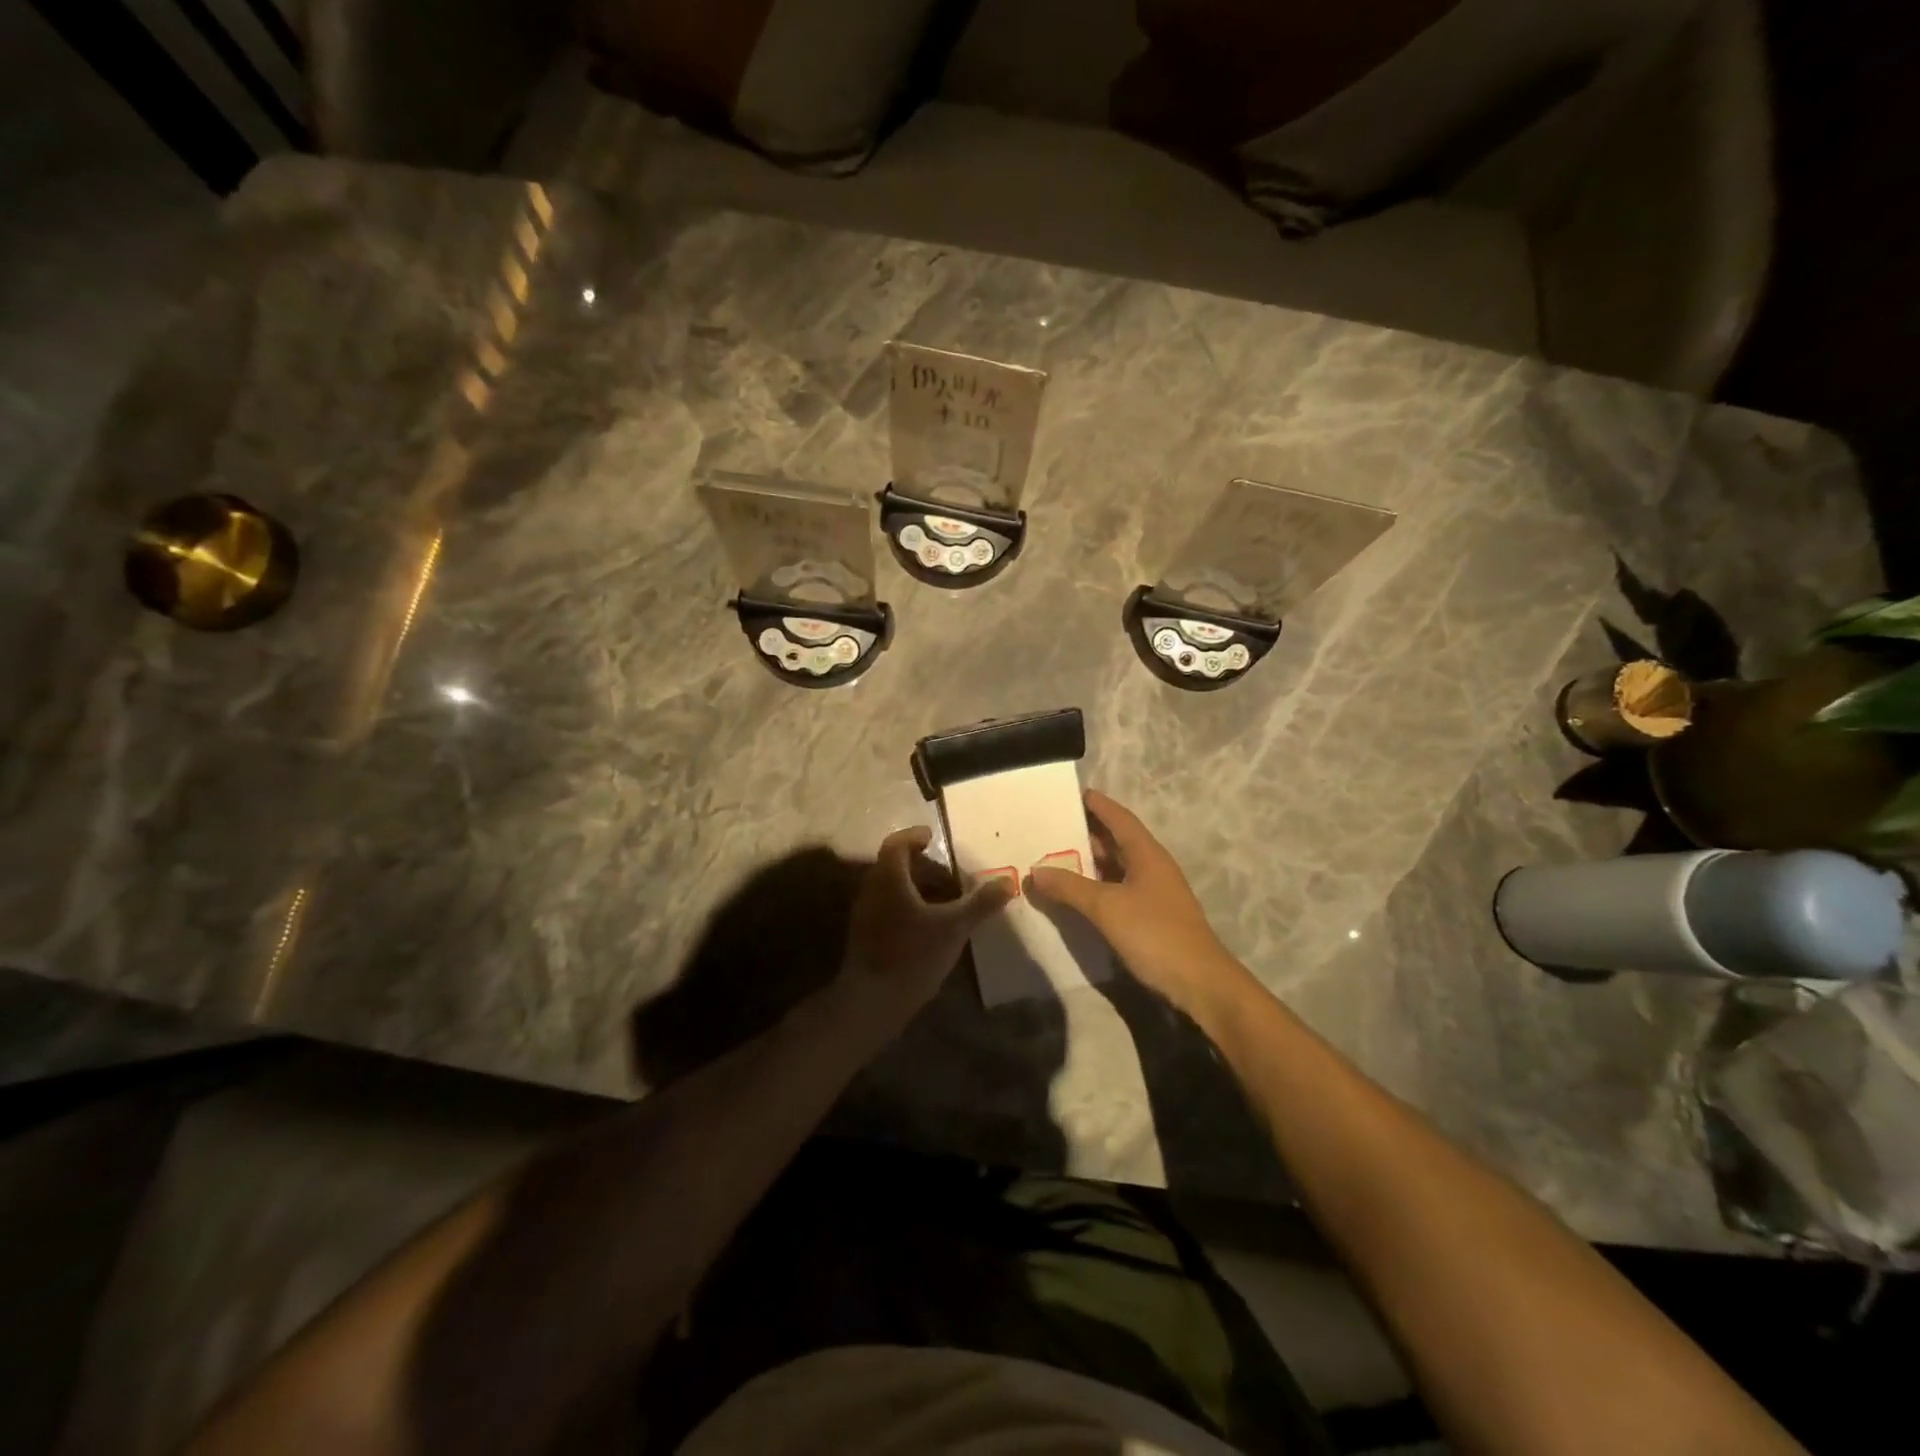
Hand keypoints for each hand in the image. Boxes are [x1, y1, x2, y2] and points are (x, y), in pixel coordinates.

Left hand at [840, 826, 1011, 1021]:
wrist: (871, 1001)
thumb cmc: (912, 955)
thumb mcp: (954, 927)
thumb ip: (980, 903)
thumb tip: (1007, 881)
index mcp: (889, 878)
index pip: (896, 843)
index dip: (913, 836)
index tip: (932, 837)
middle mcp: (872, 890)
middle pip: (892, 864)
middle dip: (919, 864)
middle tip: (946, 871)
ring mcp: (865, 915)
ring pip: (890, 888)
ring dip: (914, 886)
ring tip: (943, 897)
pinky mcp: (865, 936)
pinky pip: (887, 908)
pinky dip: (907, 906)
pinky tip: (928, 924)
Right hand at [1028, 790, 1252, 1021]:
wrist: (1200, 983)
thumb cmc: (1155, 934)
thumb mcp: (1106, 907)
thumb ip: (1070, 887)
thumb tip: (1034, 871)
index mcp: (1146, 854)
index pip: (1119, 817)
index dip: (1097, 804)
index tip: (1072, 793)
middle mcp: (1151, 866)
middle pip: (1116, 840)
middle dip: (1085, 832)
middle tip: (1051, 826)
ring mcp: (1153, 892)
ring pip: (1116, 867)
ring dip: (1088, 861)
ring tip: (1054, 856)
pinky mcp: (1150, 916)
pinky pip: (1117, 889)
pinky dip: (1095, 886)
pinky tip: (1075, 893)